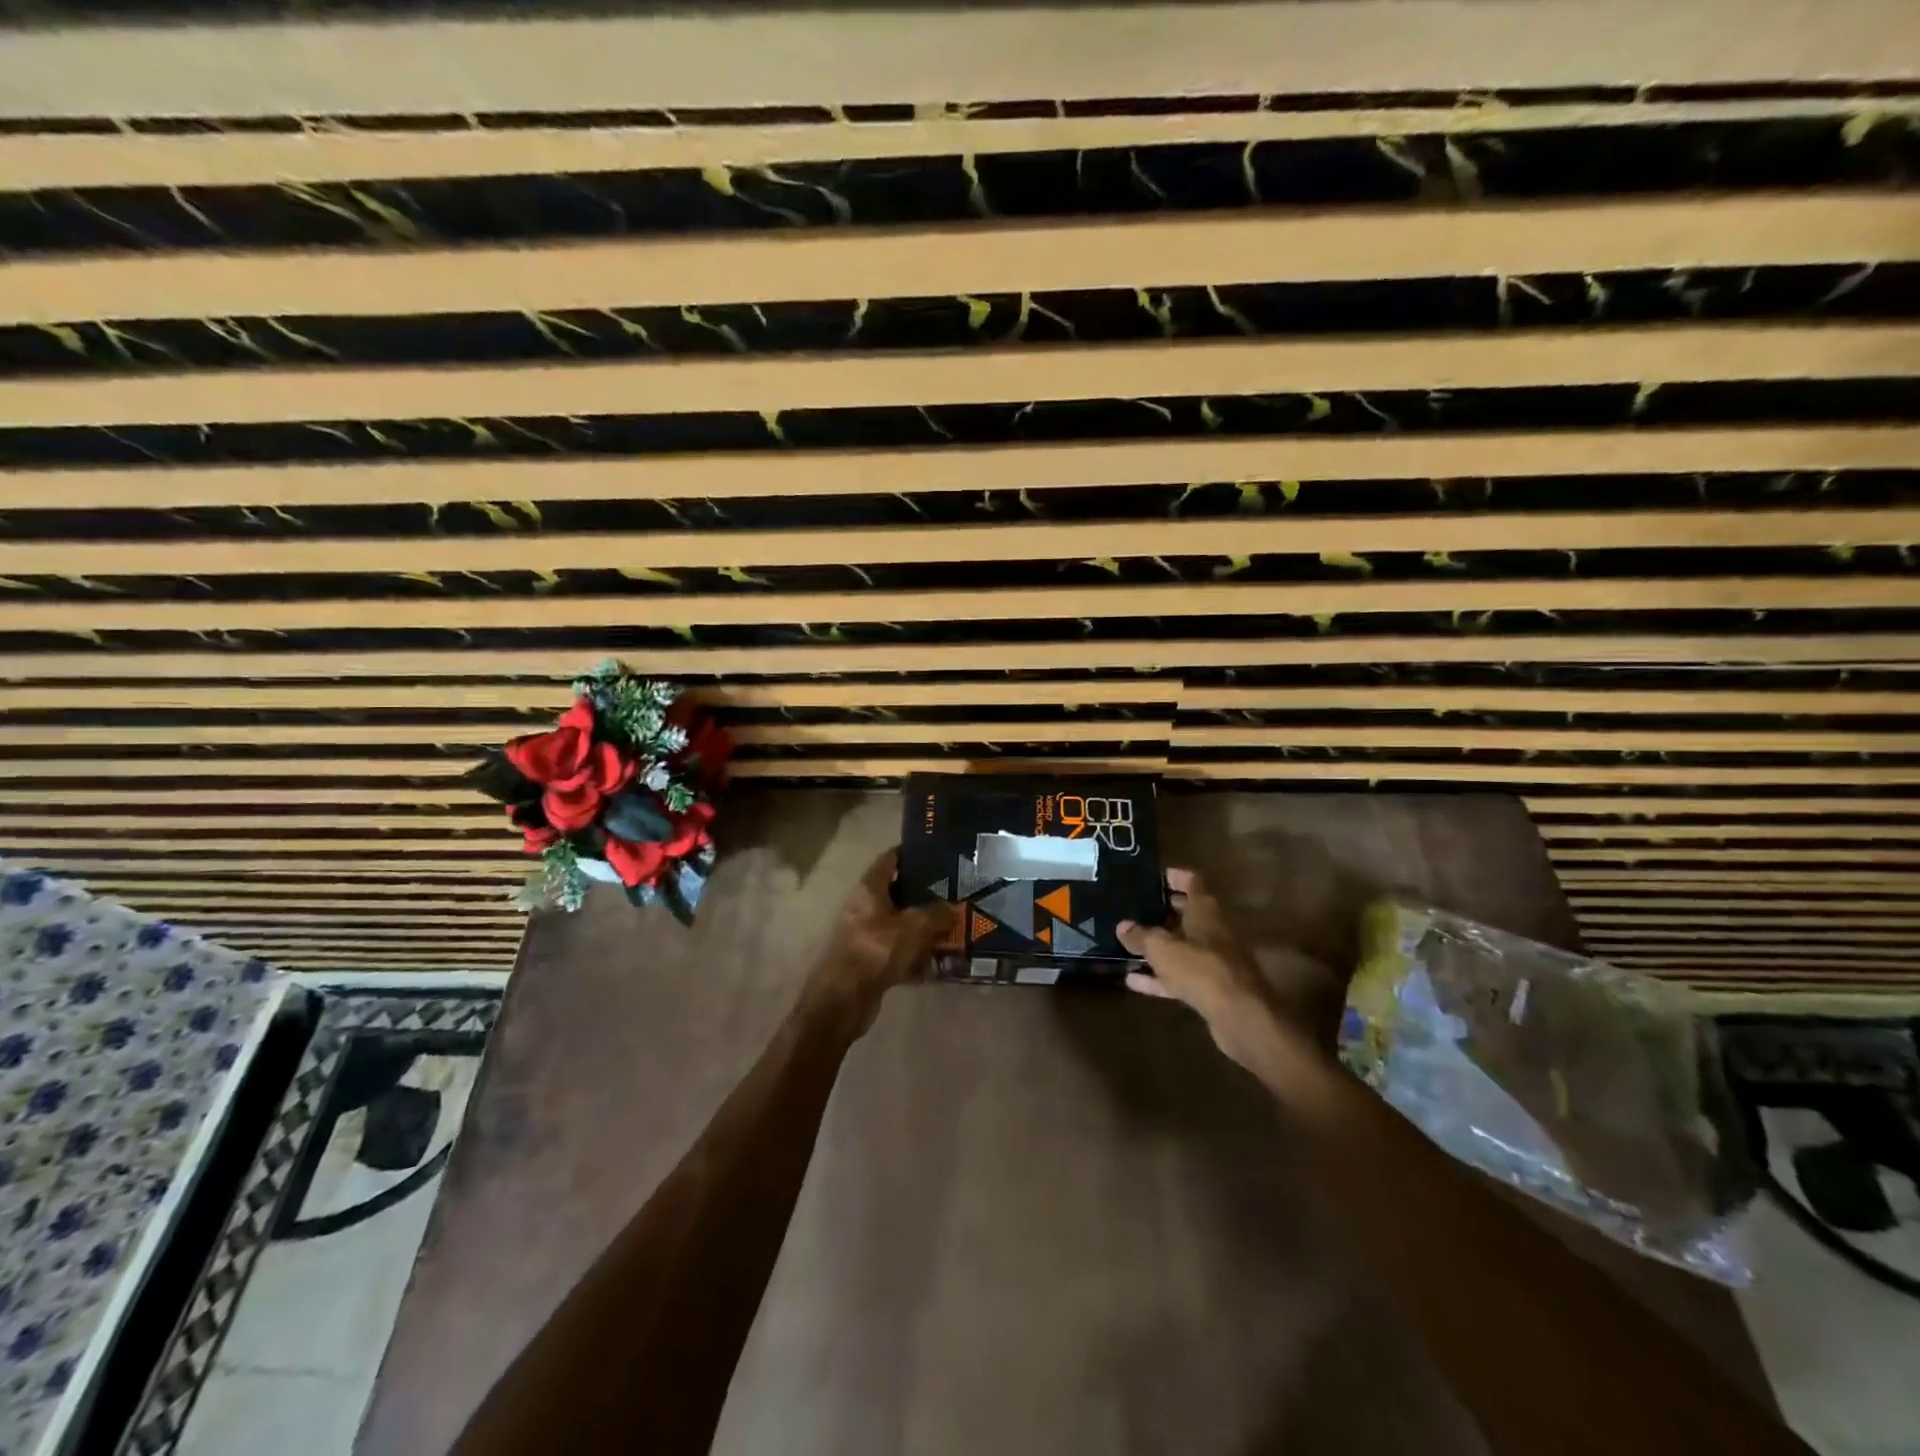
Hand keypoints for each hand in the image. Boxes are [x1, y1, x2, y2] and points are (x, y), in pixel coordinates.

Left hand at [806, 851, 955, 1024]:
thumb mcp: (914, 927)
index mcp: (869, 889)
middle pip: (897, 893)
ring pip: (900, 924)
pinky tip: (938, 961)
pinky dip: (916, 954)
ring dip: (923, 927)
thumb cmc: (876, 951)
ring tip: (953, 926)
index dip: (910, 854)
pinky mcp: (869, 961)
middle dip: (924, 894)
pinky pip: (898, 951)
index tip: (935, 853)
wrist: (844, 1000)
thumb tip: (953, 907)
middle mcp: (864, 907)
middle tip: (953, 892)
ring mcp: (865, 935)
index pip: (889, 860)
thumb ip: (937, 913)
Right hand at [1118, 868, 1334, 1072]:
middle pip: (1187, 913)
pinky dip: (1160, 976)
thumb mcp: (1161, 948)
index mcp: (1206, 909)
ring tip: (1129, 944)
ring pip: (1183, 946)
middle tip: (1134, 909)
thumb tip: (1123, 926)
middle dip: (1162, 911)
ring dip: (1159, 947)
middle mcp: (1214, 929)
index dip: (1172, 876)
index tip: (1151, 876)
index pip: (1191, 881)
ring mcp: (1216, 959)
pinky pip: (1181, 975)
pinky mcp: (1213, 987)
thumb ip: (1140, 936)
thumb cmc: (1200, 968)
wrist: (1240, 1016)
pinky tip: (1134, 980)